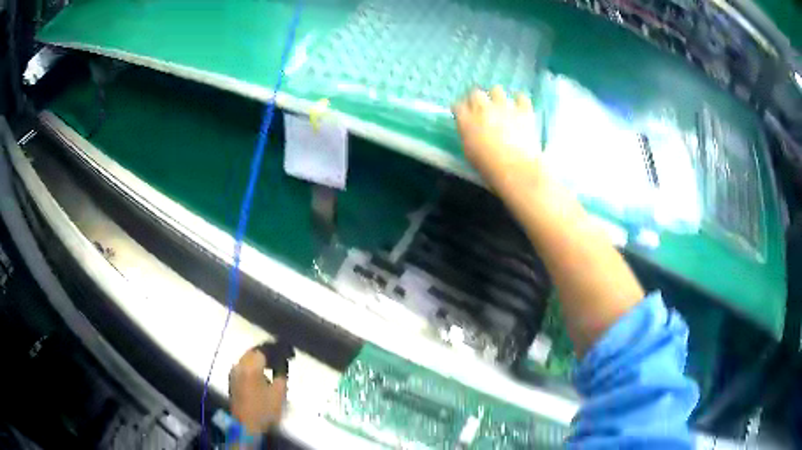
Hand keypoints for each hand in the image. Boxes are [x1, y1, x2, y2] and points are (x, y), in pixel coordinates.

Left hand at [229, 349, 287, 435]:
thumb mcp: (279, 394)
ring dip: (258, 360)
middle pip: (252, 352)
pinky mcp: (232, 380)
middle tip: (279, 357)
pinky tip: (261, 374)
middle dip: (266, 353)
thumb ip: (281, 375)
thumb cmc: (264, 410)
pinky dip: (252, 367)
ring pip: (246, 359)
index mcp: (251, 367)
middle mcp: (239, 366)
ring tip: (271, 365)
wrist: (246, 425)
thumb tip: (281, 365)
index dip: (275, 350)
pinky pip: (243, 367)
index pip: (263, 350)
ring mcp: (234, 373)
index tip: (286, 353)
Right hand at [452, 87, 541, 186]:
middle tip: (482, 109)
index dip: (460, 109)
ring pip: (497, 90)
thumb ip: (468, 135)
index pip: (457, 106)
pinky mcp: (523, 110)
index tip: (463, 114)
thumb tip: (470, 129)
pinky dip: (520, 101)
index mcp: (466, 121)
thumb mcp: (469, 152)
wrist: (516, 168)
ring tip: (501, 106)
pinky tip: (520, 106)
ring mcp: (504, 107)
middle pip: (476, 93)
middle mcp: (483, 109)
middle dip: (477, 99)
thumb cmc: (488, 167)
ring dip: (497, 96)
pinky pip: (521, 97)